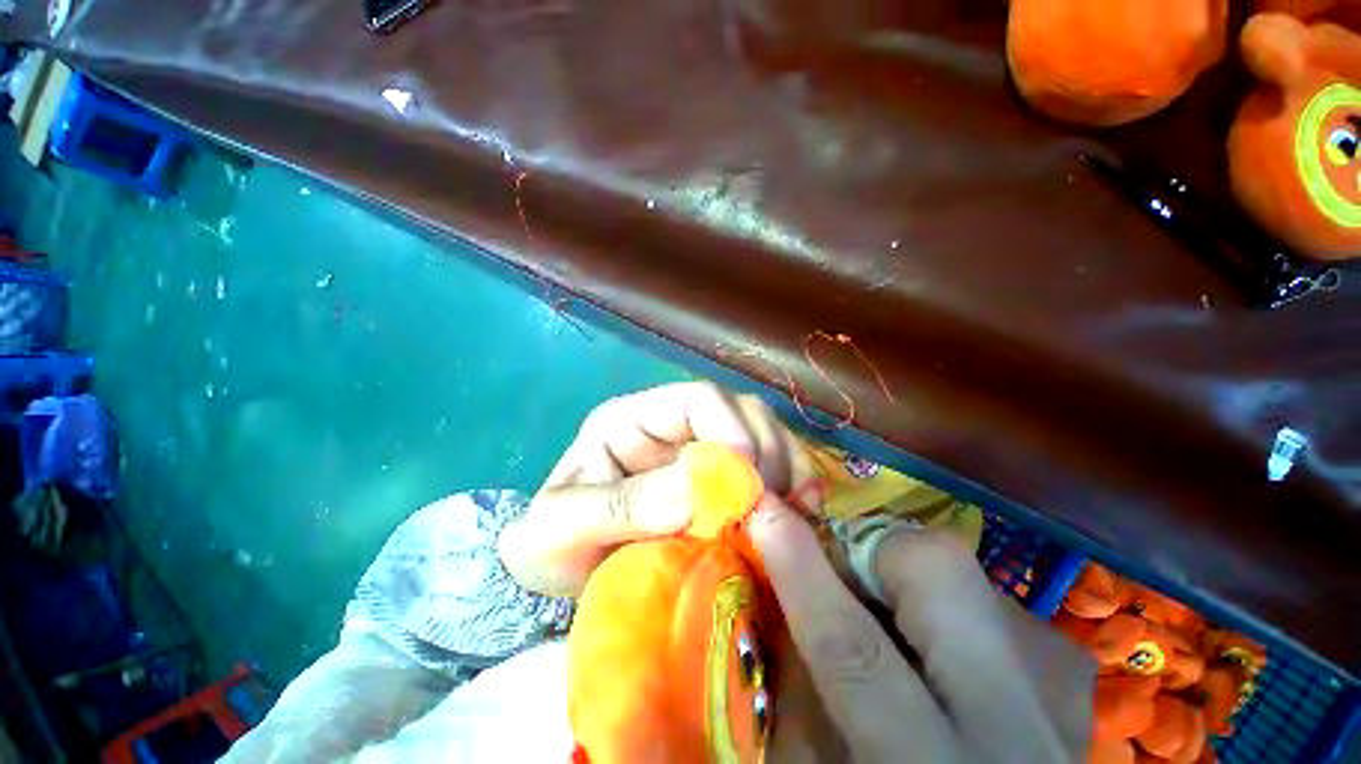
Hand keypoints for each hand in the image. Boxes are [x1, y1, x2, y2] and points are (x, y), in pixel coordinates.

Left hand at [499, 382, 815, 596]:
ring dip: (786, 470)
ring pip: (764, 436)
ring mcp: (702, 452)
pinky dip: (792, 489)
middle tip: (772, 506)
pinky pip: (771, 471)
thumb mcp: (559, 529)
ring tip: (792, 515)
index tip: (748, 481)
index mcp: (631, 419)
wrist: (565, 585)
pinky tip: (798, 518)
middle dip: (766, 452)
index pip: (697, 398)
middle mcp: (674, 427)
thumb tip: (697, 490)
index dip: (730, 427)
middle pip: (741, 411)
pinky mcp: (722, 485)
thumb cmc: (552, 548)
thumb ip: (619, 506)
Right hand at [750, 496, 1094, 762]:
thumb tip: (781, 582)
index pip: (853, 648)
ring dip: (910, 578)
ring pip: (971, 577)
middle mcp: (1016, 728)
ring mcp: (1059, 696)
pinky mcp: (1073, 681)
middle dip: (873, 546)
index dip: (800, 567)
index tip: (764, 511)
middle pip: (940, 572)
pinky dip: (949, 608)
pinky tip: (943, 648)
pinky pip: (996, 605)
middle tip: (838, 564)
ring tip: (889, 616)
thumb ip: (802, 681)